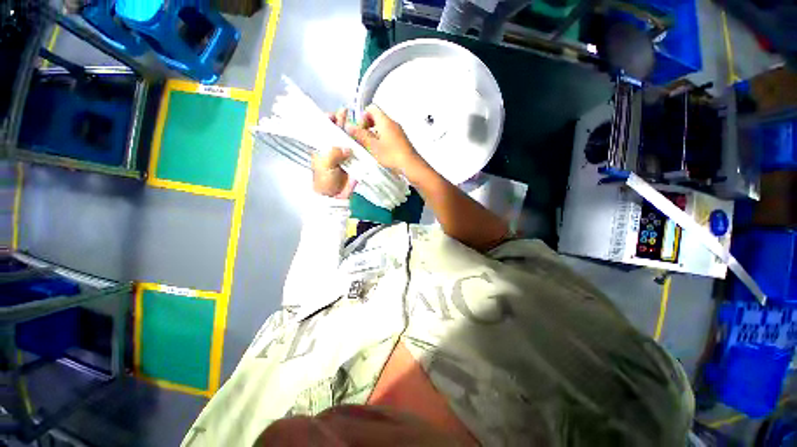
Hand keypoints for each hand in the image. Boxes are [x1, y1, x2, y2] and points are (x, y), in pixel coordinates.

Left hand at [312, 109, 356, 198]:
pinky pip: (360, 150)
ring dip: (355, 130)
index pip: (324, 129)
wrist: (335, 196)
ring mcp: (346, 153)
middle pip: (338, 131)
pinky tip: (367, 136)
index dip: (328, 120)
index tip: (334, 115)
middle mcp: (334, 147)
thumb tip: (347, 148)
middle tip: (345, 111)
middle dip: (342, 121)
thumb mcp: (324, 165)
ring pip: (350, 138)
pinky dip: (363, 143)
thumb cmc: (325, 180)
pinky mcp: (356, 160)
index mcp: (322, 146)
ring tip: (358, 120)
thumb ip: (333, 154)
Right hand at [344, 105, 427, 181]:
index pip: (371, 108)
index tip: (359, 129)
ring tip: (370, 148)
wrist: (410, 165)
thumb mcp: (373, 146)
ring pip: (382, 128)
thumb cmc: (393, 155)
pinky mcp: (401, 141)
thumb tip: (349, 127)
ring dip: (374, 135)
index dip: (362, 117)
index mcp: (385, 121)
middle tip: (363, 139)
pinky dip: (381, 141)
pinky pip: (388, 136)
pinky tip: (379, 152)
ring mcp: (398, 132)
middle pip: (376, 118)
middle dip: (367, 127)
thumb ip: (360, 135)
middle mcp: (393, 124)